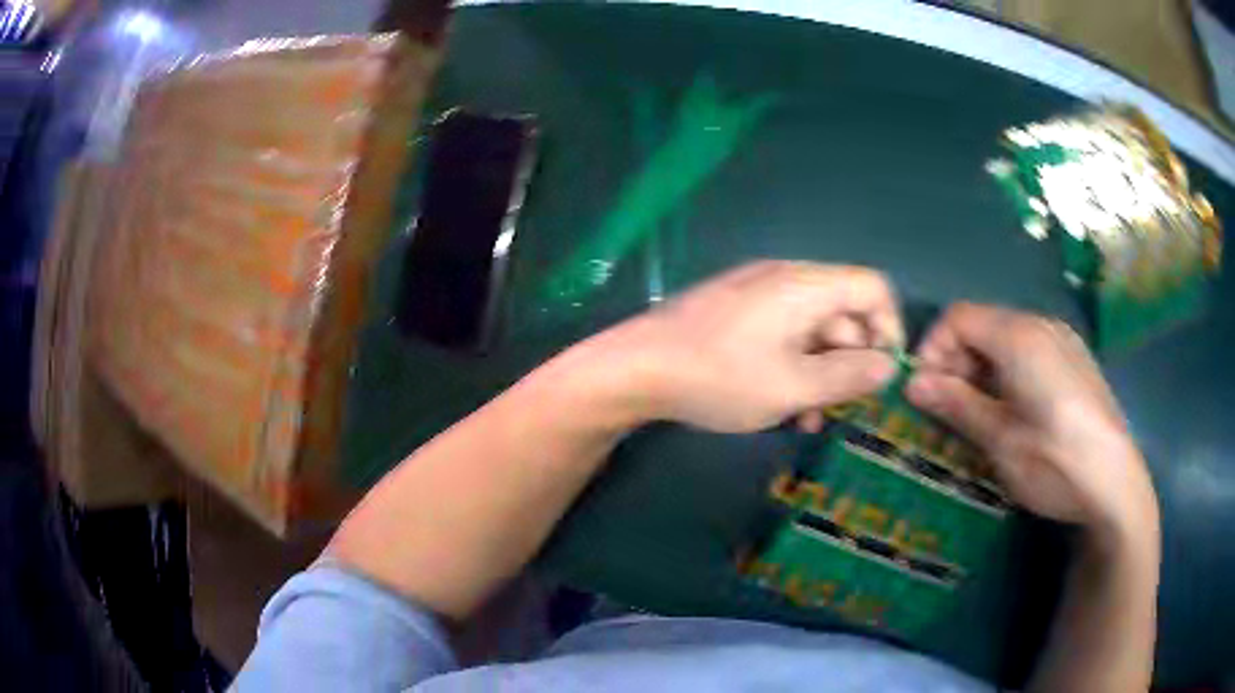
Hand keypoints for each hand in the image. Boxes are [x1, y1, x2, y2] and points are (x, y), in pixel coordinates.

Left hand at [594, 261, 902, 432]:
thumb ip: (848, 376)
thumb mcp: (793, 386)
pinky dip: (795, 365)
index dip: (889, 328)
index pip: (873, 287)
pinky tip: (785, 406)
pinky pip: (784, 333)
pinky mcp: (737, 312)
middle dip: (851, 361)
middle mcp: (786, 279)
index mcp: (806, 285)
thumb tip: (887, 366)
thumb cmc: (720, 377)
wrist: (634, 369)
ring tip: (810, 418)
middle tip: (843, 407)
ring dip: (822, 372)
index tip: (883, 375)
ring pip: (813, 328)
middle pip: (844, 311)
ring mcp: (758, 293)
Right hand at [906, 303, 1157, 542]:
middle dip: (957, 361)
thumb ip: (957, 404)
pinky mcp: (1075, 359)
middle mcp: (1041, 325)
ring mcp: (1062, 340)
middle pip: (983, 324)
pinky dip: (1008, 371)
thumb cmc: (1054, 462)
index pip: (958, 317)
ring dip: (982, 368)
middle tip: (950, 409)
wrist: (1115, 483)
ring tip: (981, 415)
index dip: (932, 348)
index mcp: (1019, 336)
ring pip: (1006, 337)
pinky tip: (1016, 411)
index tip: (924, 392)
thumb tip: (912, 383)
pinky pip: (1030, 350)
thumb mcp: (1000, 440)